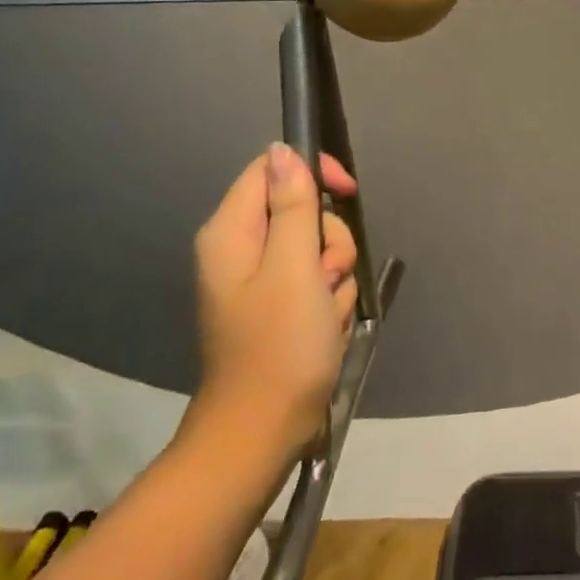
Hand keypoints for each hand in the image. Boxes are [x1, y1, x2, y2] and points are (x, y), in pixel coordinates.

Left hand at [188, 144, 359, 465]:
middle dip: (330, 242)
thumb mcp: (294, 267)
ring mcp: (263, 280)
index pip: (273, 168)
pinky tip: (326, 327)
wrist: (264, 430)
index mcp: (233, 232)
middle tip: (326, 277)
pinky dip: (332, 300)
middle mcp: (242, 249)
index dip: (314, 173)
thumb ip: (293, 205)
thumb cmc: (279, 346)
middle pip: (304, 211)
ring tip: (325, 312)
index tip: (347, 194)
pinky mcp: (281, 305)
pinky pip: (320, 281)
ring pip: (320, 249)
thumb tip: (283, 149)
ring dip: (336, 276)